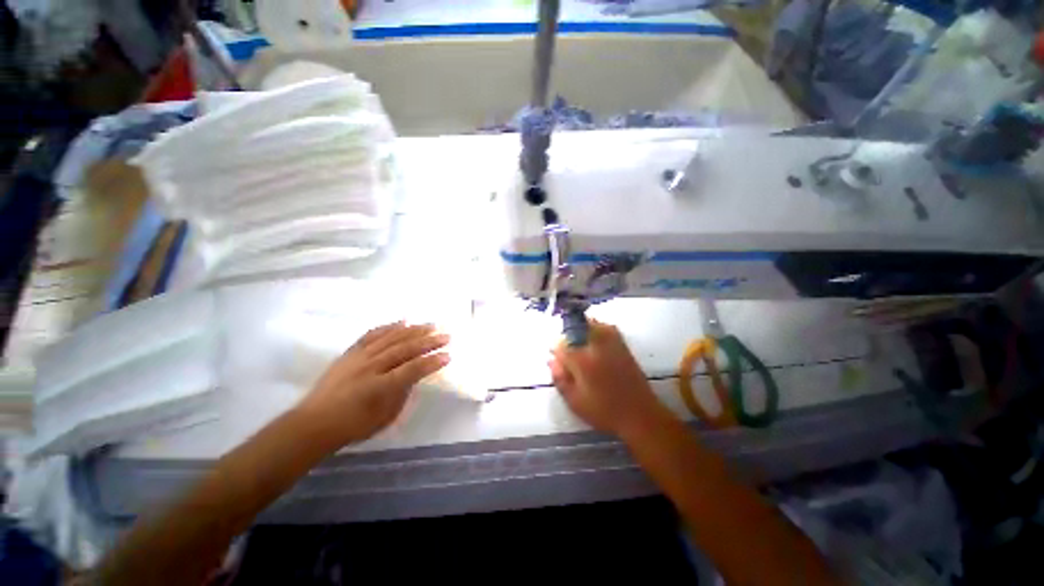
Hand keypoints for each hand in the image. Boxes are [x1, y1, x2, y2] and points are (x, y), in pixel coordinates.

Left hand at [297, 322, 449, 446]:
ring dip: (414, 330)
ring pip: (391, 338)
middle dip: (428, 342)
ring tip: (430, 325)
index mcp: (380, 387)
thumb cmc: (353, 426)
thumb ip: (402, 394)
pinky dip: (389, 327)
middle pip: (405, 349)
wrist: (313, 423)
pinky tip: (402, 322)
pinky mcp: (351, 352)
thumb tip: (414, 376)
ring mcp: (360, 357)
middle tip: (446, 336)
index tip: (448, 356)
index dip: (432, 362)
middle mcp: (371, 367)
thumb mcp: (385, 417)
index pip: (413, 370)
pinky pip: (372, 334)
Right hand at [549, 321, 670, 438]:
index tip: (555, 357)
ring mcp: (611, 343)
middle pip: (576, 327)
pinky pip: (607, 328)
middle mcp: (595, 346)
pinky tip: (596, 340)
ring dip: (582, 328)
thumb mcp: (575, 402)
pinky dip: (599, 329)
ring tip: (580, 341)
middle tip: (567, 348)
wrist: (640, 415)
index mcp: (581, 360)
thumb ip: (560, 379)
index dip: (555, 349)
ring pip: (592, 324)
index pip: (561, 344)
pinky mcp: (623, 346)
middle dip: (568, 334)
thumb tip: (551, 361)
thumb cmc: (604, 411)